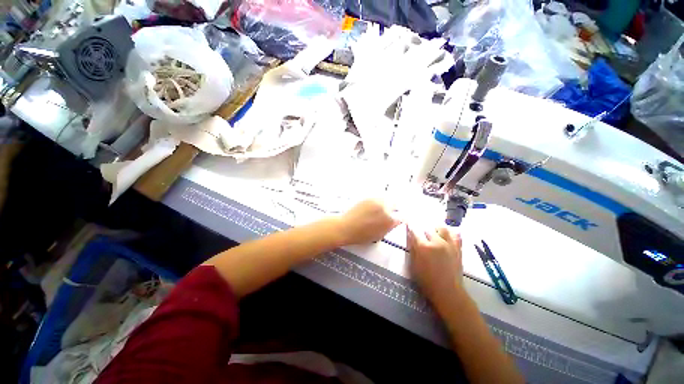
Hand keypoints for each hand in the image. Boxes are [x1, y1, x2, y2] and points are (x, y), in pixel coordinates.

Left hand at [336, 199, 400, 245]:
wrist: (346, 227)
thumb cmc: (361, 235)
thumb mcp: (380, 235)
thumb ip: (389, 227)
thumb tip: (393, 222)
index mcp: (389, 220)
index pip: (402, 216)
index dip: (401, 218)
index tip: (399, 218)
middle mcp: (385, 208)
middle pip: (396, 204)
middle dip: (395, 208)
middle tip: (392, 212)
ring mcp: (376, 201)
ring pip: (387, 199)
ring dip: (387, 203)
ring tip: (382, 209)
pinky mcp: (369, 198)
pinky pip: (378, 198)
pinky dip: (379, 201)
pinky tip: (374, 207)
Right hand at [407, 226, 463, 303]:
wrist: (448, 292)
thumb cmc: (427, 281)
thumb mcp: (414, 265)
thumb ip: (413, 249)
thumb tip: (411, 237)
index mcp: (424, 247)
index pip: (415, 231)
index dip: (410, 227)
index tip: (408, 225)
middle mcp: (436, 242)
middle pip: (428, 228)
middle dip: (422, 229)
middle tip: (420, 233)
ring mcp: (449, 244)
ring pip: (442, 228)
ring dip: (435, 228)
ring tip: (433, 232)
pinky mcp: (457, 248)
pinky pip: (455, 235)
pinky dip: (449, 233)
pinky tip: (446, 236)